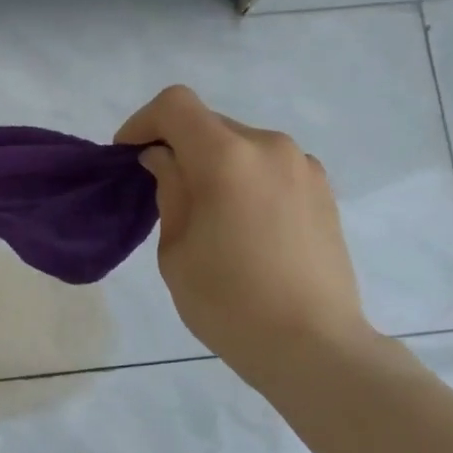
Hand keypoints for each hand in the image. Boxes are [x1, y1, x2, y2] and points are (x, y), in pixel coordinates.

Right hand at [116, 86, 376, 381]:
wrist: (313, 346)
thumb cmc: (229, 304)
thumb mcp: (176, 250)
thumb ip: (169, 191)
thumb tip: (165, 160)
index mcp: (227, 158)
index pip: (176, 105)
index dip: (143, 122)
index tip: (129, 156)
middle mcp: (270, 147)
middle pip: (210, 124)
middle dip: (178, 146)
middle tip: (163, 191)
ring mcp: (303, 167)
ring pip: (242, 146)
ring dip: (215, 164)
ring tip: (208, 214)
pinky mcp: (323, 190)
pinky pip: (270, 167)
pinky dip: (246, 179)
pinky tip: (245, 226)